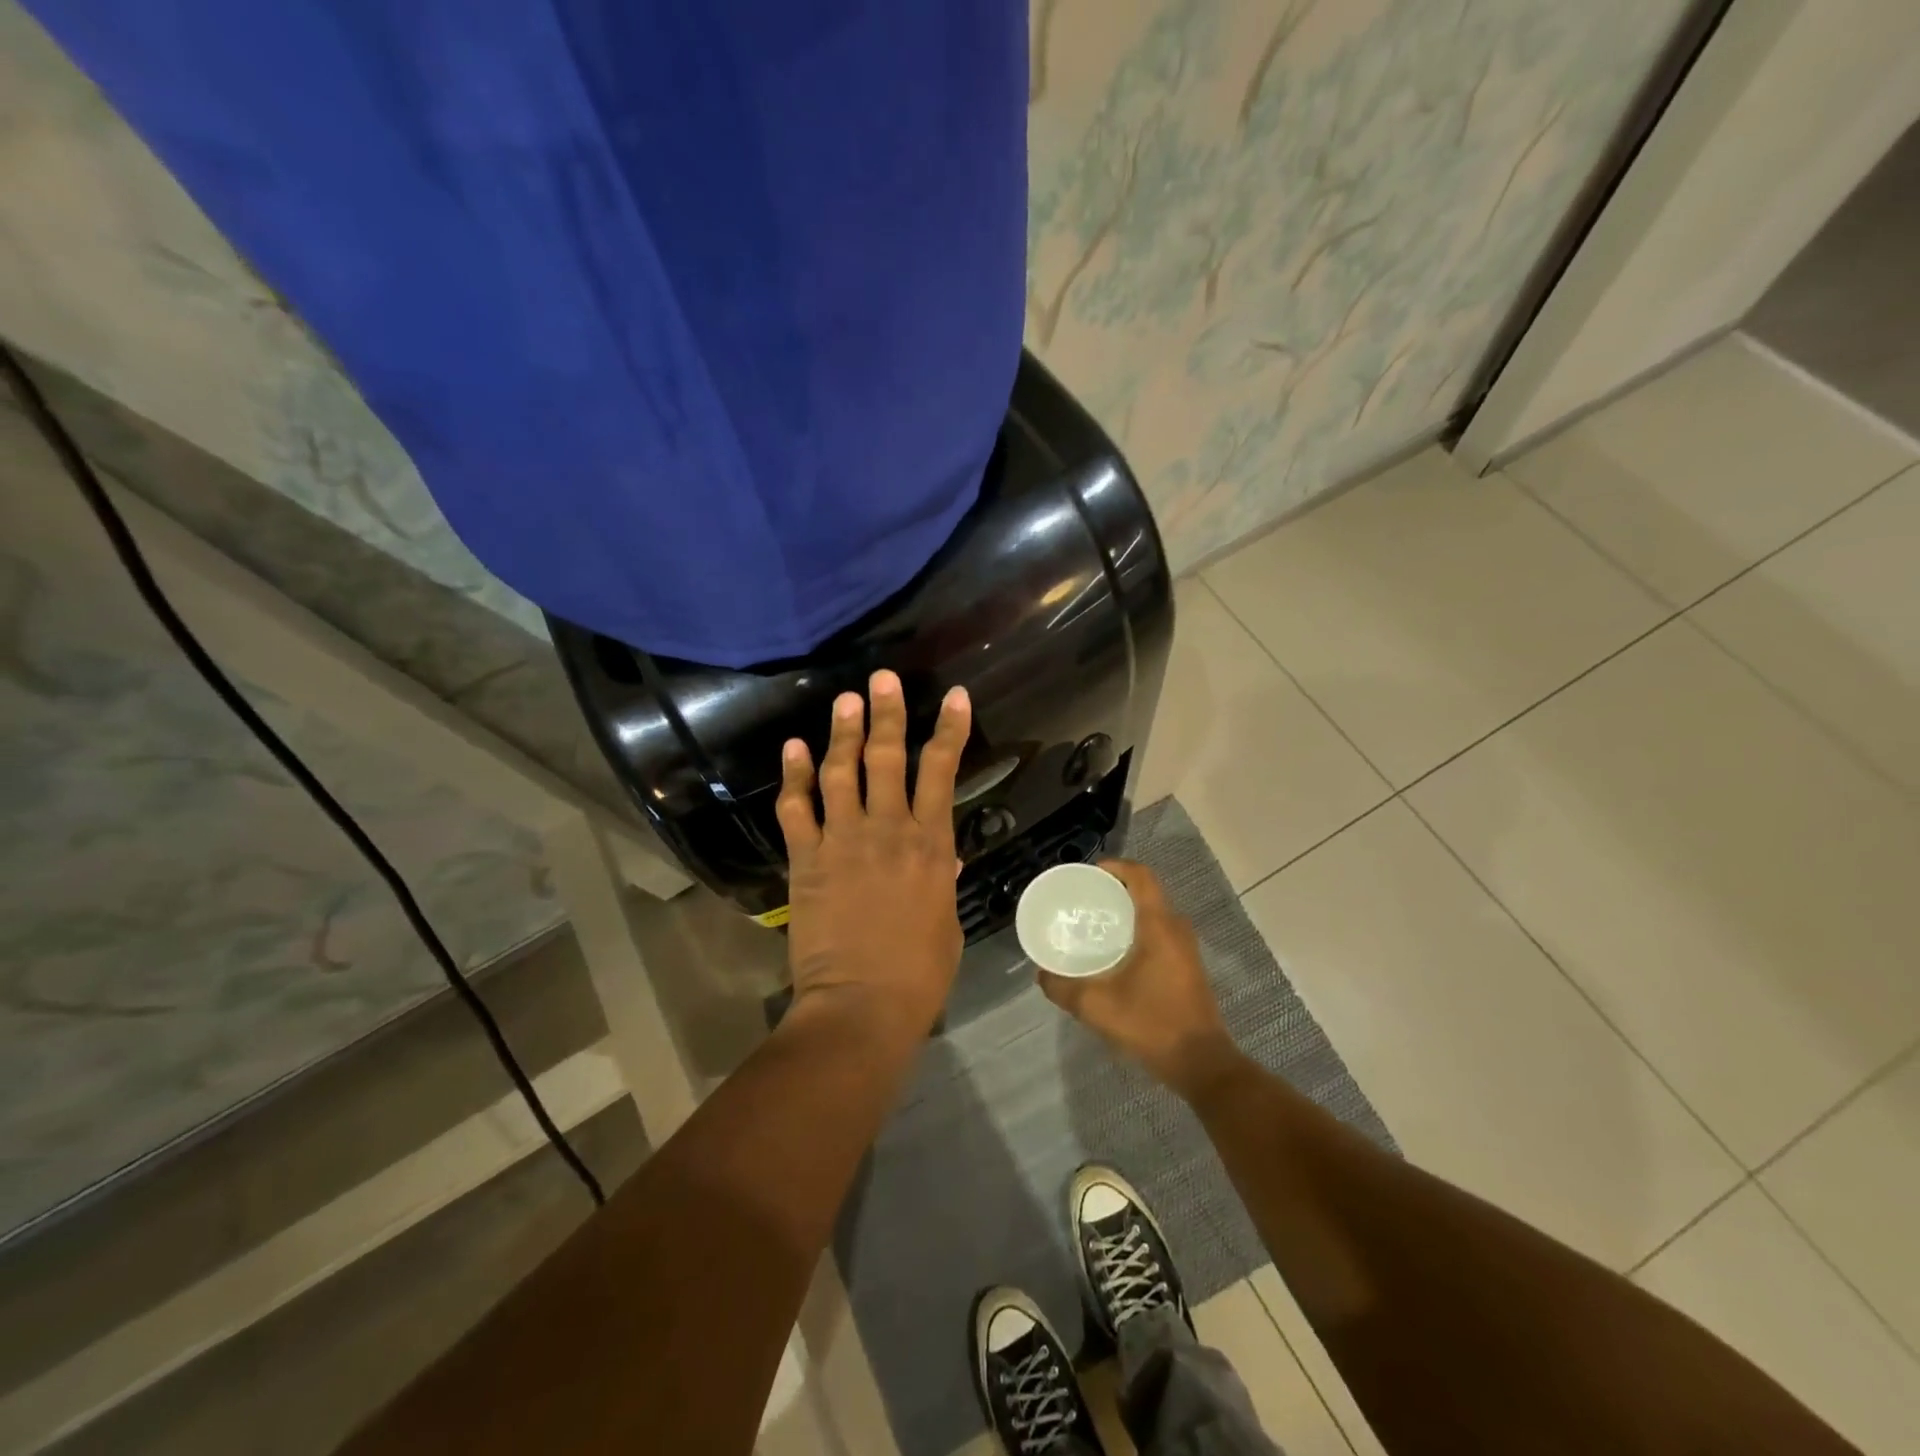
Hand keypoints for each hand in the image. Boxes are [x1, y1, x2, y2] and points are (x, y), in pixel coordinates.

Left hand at [774, 670, 971, 1040]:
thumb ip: (941, 878)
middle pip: (888, 757)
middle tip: (881, 677)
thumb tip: (942, 854)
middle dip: (887, 713)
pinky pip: (797, 808)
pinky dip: (793, 776)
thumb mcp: (944, 920)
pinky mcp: (808, 859)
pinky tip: (792, 747)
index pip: (942, 771)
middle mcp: (888, 829)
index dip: (949, 730)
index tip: (953, 696)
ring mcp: (844, 841)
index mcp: (931, 844)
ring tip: (844, 699)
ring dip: (843, 732)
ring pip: (841, 772)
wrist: (863, 1005)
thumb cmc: (918, 972)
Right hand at [1038, 859, 1242, 1097]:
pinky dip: (1137, 931)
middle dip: (1114, 890)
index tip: (1088, 874)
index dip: (1115, 866)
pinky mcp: (1188, 966)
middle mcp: (1176, 928)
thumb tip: (1041, 974)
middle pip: (1146, 892)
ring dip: (1127, 912)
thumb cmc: (1152, 1024)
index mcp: (1159, 926)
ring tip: (1094, 924)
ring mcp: (1186, 948)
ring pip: (1154, 914)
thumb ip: (1063, 987)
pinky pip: (1160, 933)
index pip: (1141, 876)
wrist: (1202, 1063)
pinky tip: (1115, 953)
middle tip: (1084, 900)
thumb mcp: (1097, 1006)